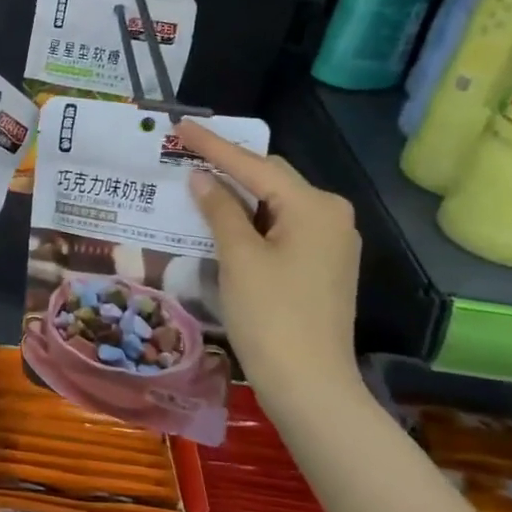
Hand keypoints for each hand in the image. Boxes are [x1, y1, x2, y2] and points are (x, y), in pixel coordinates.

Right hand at [177, 121, 364, 416]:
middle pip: (271, 178)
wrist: (310, 385)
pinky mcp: (323, 265)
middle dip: (228, 166)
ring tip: (197, 184)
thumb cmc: (271, 316)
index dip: (213, 145)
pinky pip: (282, 226)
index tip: (180, 126)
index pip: (255, 165)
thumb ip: (220, 210)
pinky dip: (252, 220)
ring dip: (238, 194)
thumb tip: (201, 178)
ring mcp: (331, 241)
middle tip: (184, 155)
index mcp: (314, 206)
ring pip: (276, 203)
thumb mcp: (239, 258)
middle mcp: (331, 215)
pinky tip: (224, 220)